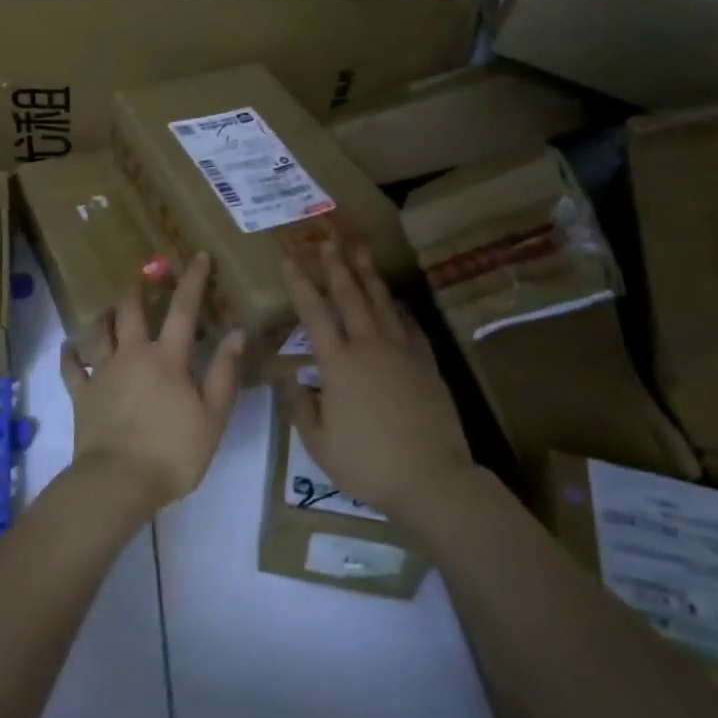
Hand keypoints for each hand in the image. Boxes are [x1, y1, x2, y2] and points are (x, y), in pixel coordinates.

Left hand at [59, 253, 243, 512]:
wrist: (118, 481)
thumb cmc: (173, 451)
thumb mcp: (213, 416)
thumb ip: (224, 372)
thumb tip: (236, 332)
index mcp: (167, 358)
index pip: (183, 309)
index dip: (192, 280)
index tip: (197, 257)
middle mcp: (132, 355)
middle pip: (131, 311)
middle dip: (138, 289)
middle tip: (143, 276)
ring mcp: (102, 373)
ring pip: (98, 332)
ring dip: (104, 315)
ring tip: (109, 308)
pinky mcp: (81, 394)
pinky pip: (71, 366)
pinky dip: (70, 353)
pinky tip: (70, 346)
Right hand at [282, 243, 473, 519]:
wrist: (431, 478)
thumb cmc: (367, 464)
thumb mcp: (318, 442)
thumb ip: (299, 405)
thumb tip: (287, 376)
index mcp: (338, 364)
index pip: (314, 314)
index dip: (300, 283)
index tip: (289, 258)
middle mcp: (369, 348)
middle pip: (350, 297)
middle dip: (336, 266)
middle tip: (328, 239)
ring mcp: (402, 353)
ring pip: (382, 304)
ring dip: (369, 275)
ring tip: (361, 250)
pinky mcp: (426, 365)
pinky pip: (410, 327)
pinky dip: (400, 309)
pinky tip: (396, 300)